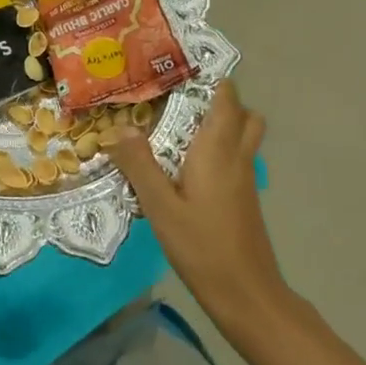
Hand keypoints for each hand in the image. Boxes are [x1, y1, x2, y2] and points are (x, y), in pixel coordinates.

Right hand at [110, 80, 292, 334]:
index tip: (178, 68)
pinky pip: (235, 159)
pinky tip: (184, 167)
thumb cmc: (203, 246)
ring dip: (220, 125)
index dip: (210, 78)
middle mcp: (236, 158)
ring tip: (178, 128)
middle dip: (219, 100)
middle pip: (244, 115)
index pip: (226, 99)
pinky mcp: (243, 200)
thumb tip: (118, 129)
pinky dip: (218, 150)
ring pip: (243, 138)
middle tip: (178, 100)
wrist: (247, 296)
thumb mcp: (160, 207)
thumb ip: (140, 165)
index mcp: (217, 151)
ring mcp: (244, 180)